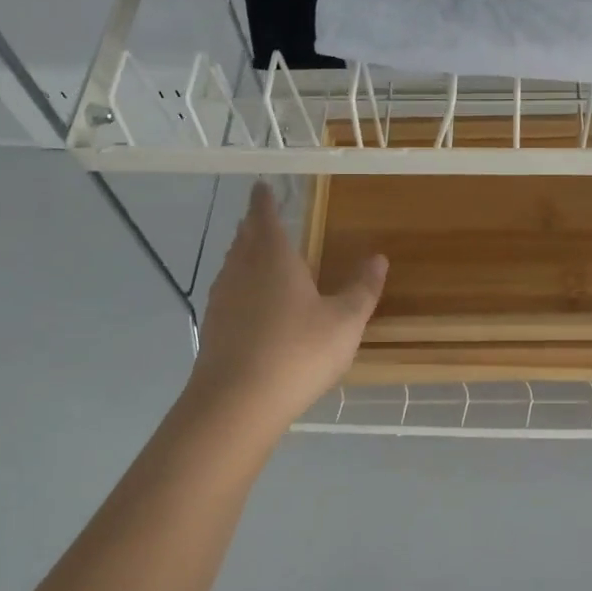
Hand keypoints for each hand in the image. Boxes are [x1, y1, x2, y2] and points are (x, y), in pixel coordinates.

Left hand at [186, 182, 388, 434]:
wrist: (236, 403)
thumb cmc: (297, 352)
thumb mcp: (344, 322)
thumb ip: (362, 289)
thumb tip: (378, 258)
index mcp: (273, 258)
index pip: (264, 217)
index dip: (263, 201)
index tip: (261, 186)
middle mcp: (241, 270)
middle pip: (244, 239)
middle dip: (252, 225)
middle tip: (260, 217)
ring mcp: (222, 299)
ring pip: (232, 265)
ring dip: (242, 254)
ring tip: (255, 253)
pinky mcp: (213, 328)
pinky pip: (227, 292)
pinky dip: (238, 285)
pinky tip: (249, 303)